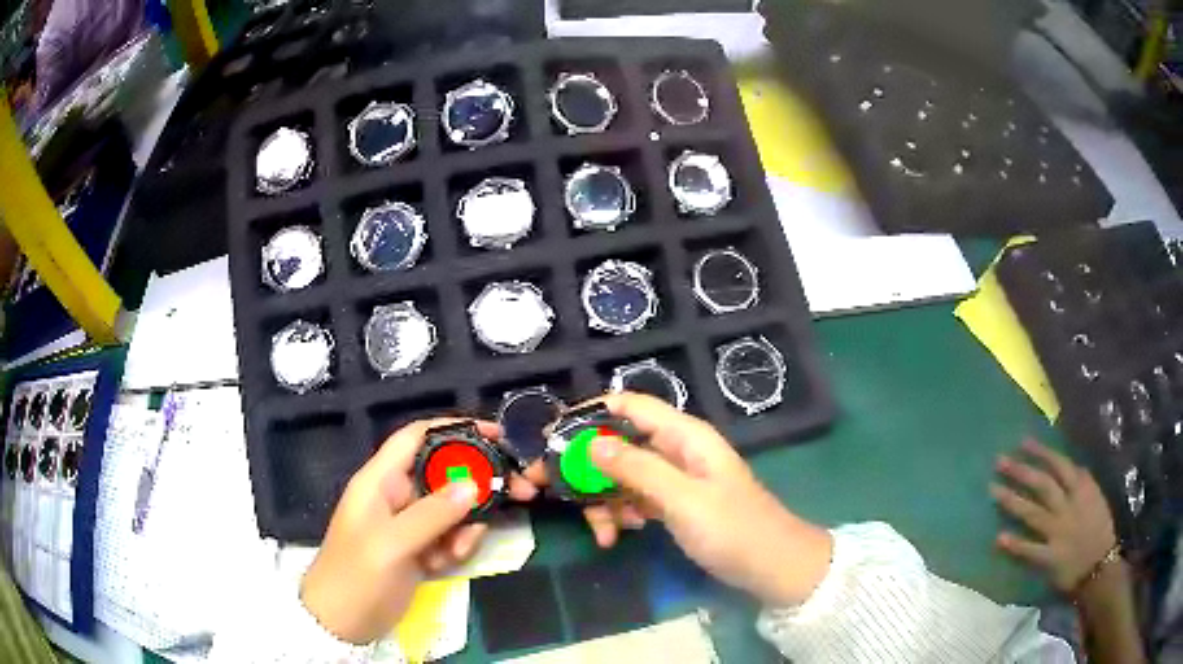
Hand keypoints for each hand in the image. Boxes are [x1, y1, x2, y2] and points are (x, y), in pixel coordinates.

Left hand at [301, 419, 537, 643]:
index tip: (497, 435)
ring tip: (457, 551)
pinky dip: (457, 545)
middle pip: (445, 472)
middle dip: (478, 482)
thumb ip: (432, 514)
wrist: (342, 624)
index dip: (456, 429)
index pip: (418, 437)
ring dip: (466, 525)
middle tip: (520, 492)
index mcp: (380, 481)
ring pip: (453, 507)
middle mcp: (396, 495)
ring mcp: (409, 523)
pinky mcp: (419, 548)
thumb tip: (475, 484)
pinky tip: (447, 563)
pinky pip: (450, 535)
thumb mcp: (392, 545)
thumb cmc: (356, 577)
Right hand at [535, 393, 832, 606]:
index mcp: (684, 435)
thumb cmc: (732, 528)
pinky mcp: (672, 503)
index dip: (589, 414)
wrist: (771, 566)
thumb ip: (636, 469)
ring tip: (602, 532)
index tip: (550, 436)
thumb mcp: (682, 499)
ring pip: (621, 476)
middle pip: (617, 444)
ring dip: (602, 500)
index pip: (629, 406)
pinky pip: (634, 499)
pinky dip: (620, 515)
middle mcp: (676, 449)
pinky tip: (617, 536)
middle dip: (583, 467)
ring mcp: (674, 478)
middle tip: (546, 489)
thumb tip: (590, 442)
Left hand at [991, 439, 1117, 593]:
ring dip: (1012, 501)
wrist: (1101, 565)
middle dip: (1021, 471)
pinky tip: (999, 538)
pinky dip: (1016, 544)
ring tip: (993, 490)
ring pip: (1033, 512)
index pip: (1059, 464)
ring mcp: (1058, 532)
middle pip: (1042, 485)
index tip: (1023, 442)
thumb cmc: (1100, 529)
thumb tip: (1065, 466)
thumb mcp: (1095, 496)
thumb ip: (1080, 482)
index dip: (1041, 452)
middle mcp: (1068, 506)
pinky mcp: (1050, 557)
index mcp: (1082, 489)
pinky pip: (1031, 550)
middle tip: (999, 461)